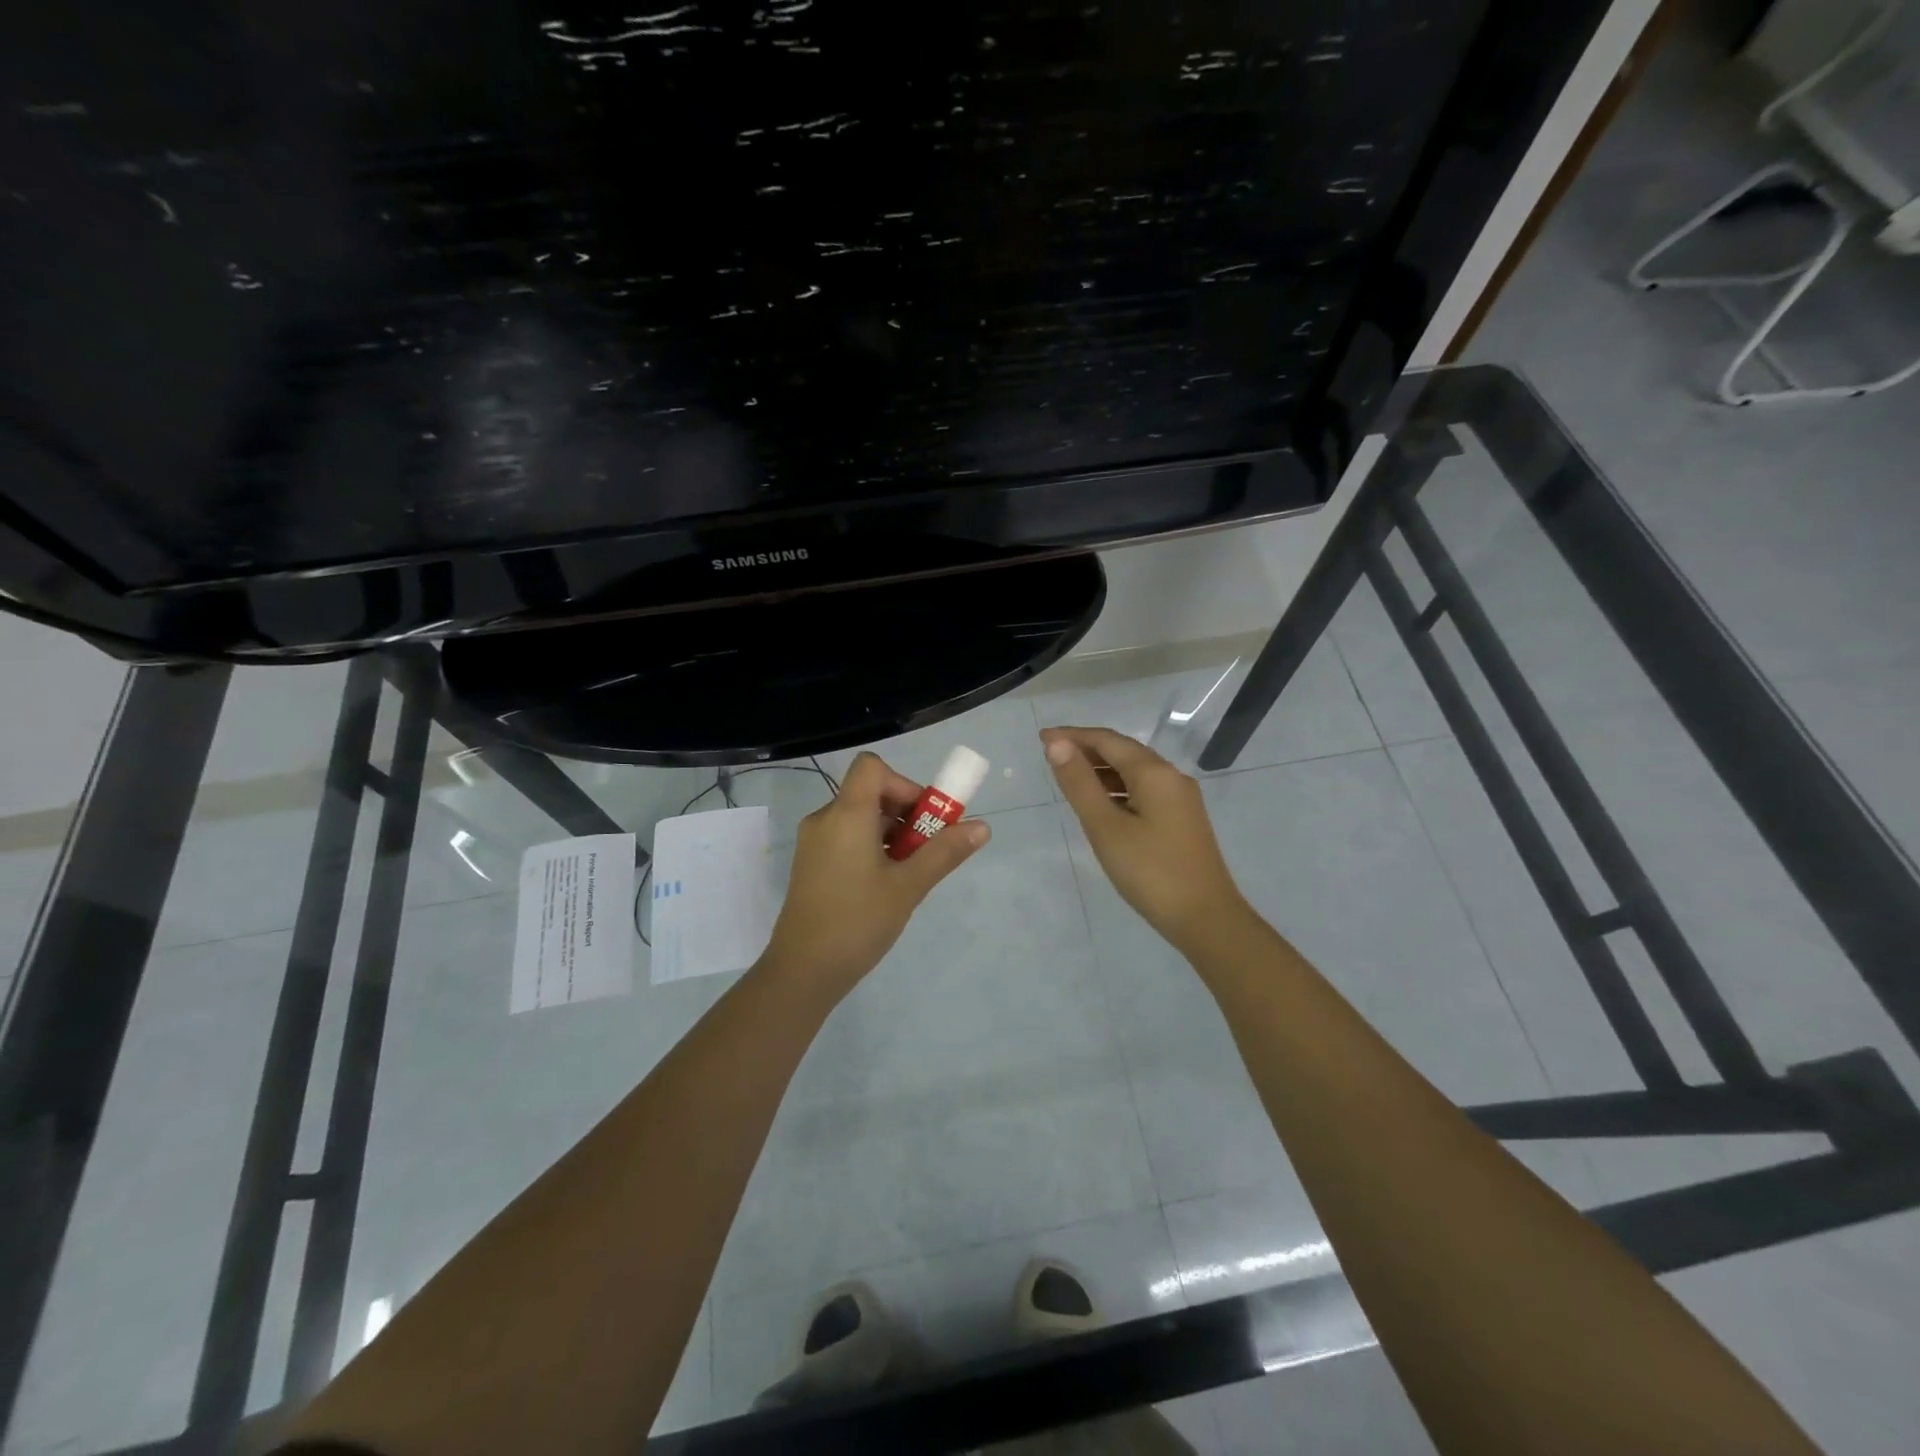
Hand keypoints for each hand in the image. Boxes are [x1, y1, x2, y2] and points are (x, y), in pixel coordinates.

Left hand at [759, 751, 989, 993]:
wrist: (803, 970)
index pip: (872, 767)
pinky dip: (871, 847)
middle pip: (870, 792)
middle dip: (905, 813)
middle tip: (925, 850)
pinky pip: (846, 837)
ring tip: (908, 873)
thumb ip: (944, 852)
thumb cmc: (858, 921)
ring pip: (860, 817)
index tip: (923, 818)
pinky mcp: (811, 863)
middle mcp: (825, 819)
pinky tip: (884, 884)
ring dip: (890, 833)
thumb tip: (982, 826)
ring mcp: (814, 842)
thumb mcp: (909, 886)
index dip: (903, 783)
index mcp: (846, 814)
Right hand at [1042, 726, 1249, 950]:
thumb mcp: (1105, 827)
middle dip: (1087, 749)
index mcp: (1154, 773)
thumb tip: (1057, 744)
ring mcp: (1180, 800)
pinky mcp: (1182, 821)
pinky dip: (1117, 789)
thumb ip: (1080, 783)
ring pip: (1134, 773)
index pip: (1107, 740)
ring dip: (1102, 770)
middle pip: (1123, 752)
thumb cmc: (1150, 871)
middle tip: (1051, 755)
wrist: (1206, 919)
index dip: (1073, 736)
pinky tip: (1101, 805)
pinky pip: (1144, 791)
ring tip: (1069, 778)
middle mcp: (1171, 777)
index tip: (1041, 738)